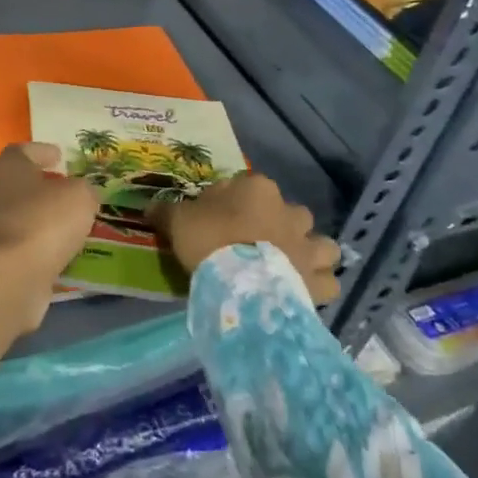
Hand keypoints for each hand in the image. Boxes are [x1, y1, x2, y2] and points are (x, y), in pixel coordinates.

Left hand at [0, 143, 100, 356]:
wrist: (10, 279)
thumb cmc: (44, 223)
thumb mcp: (80, 197)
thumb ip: (85, 190)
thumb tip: (83, 193)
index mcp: (8, 168)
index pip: (23, 151)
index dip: (43, 152)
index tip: (60, 156)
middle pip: (20, 184)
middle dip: (44, 187)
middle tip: (70, 191)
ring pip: (21, 216)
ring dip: (43, 219)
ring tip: (72, 224)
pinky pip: (23, 246)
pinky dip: (40, 246)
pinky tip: (62, 251)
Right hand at [150, 173, 341, 303]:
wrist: (239, 283)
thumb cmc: (209, 240)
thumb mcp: (177, 220)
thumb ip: (166, 210)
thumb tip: (149, 206)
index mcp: (258, 189)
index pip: (246, 186)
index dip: (232, 202)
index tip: (217, 219)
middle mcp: (290, 212)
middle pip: (290, 212)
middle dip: (279, 225)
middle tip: (256, 243)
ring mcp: (309, 245)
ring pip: (322, 244)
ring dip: (310, 253)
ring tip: (290, 266)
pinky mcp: (318, 279)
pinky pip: (328, 280)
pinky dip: (319, 285)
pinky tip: (303, 291)